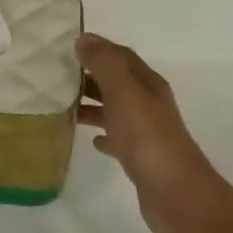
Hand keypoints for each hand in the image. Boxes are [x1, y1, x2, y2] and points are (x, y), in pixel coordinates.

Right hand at [77, 34, 232, 232]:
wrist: (176, 193)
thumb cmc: (147, 138)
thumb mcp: (124, 94)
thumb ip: (105, 65)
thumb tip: (85, 39)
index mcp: (148, 84)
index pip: (121, 56)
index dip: (98, 48)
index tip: (67, 46)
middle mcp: (149, 104)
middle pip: (117, 82)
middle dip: (90, 75)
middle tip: (56, 75)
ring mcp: (146, 132)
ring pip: (115, 109)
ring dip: (92, 105)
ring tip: (63, 106)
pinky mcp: (140, 157)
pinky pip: (117, 138)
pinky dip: (103, 134)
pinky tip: (90, 140)